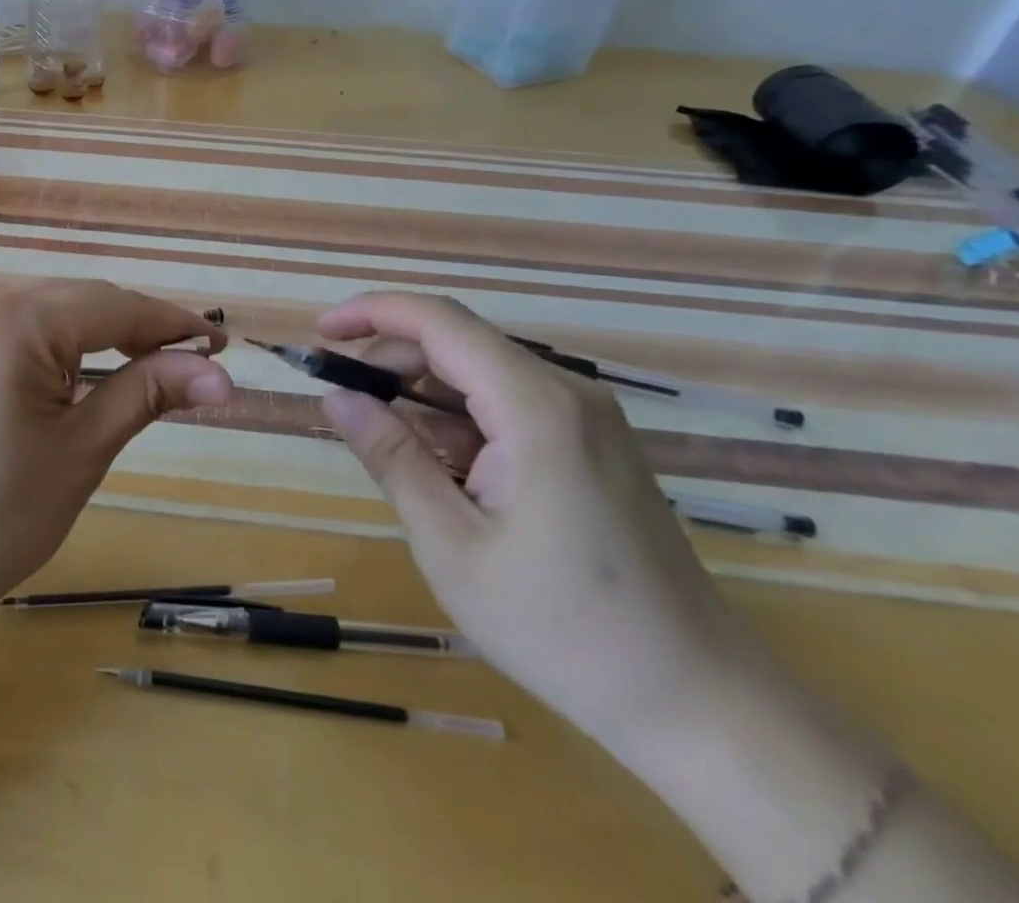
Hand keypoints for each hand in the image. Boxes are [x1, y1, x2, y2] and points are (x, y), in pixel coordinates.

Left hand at [0, 280, 231, 622]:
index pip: (112, 306)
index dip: (171, 324)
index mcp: (10, 319)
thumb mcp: (82, 450)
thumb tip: (222, 375)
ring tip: (147, 369)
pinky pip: (15, 326)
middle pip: (80, 301)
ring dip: (98, 335)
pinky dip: (56, 344)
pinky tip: (80, 372)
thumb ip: (149, 393)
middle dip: (137, 330)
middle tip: (191, 366)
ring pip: (48, 310)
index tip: (220, 344)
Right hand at [318, 291, 762, 750]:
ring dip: (421, 394)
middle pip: (458, 342)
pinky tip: (437, 466)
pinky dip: (458, 420)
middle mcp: (566, 393)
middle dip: (390, 359)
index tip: (319, 333)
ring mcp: (585, 418)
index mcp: (536, 406)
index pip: (439, 321)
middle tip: (340, 400)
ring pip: (479, 373)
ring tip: (380, 440)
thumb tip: (334, 398)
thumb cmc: (563, 629)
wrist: (699, 704)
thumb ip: (391, 457)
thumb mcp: (451, 544)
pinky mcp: (591, 444)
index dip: (372, 313)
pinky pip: (507, 405)